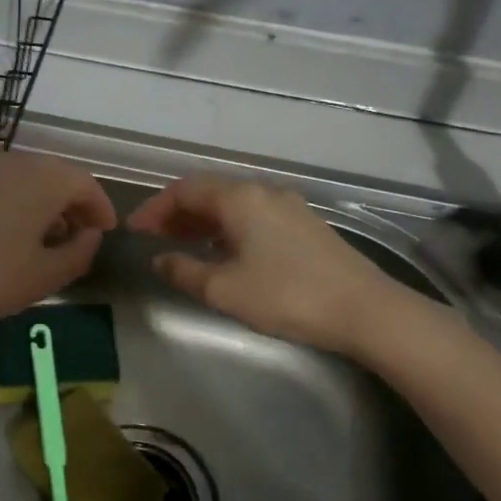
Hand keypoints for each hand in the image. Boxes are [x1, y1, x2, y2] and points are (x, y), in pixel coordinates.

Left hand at [0, 151, 115, 330]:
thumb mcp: (43, 276)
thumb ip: (78, 254)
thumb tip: (91, 236)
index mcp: (47, 179)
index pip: (87, 185)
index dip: (101, 209)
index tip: (106, 232)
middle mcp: (18, 162)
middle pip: (58, 177)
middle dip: (74, 206)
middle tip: (79, 237)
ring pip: (28, 180)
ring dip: (44, 205)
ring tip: (44, 241)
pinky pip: (2, 185)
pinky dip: (17, 204)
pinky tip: (7, 236)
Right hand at [127, 175, 410, 355]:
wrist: (365, 310)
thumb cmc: (286, 296)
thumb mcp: (224, 289)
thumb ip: (185, 271)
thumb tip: (160, 260)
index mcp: (239, 198)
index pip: (184, 190)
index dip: (155, 208)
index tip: (135, 231)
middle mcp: (263, 192)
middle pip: (209, 192)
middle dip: (177, 213)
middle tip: (154, 238)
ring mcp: (288, 206)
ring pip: (233, 204)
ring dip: (203, 221)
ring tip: (183, 246)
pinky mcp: (305, 225)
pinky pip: (253, 215)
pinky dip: (228, 227)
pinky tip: (225, 252)